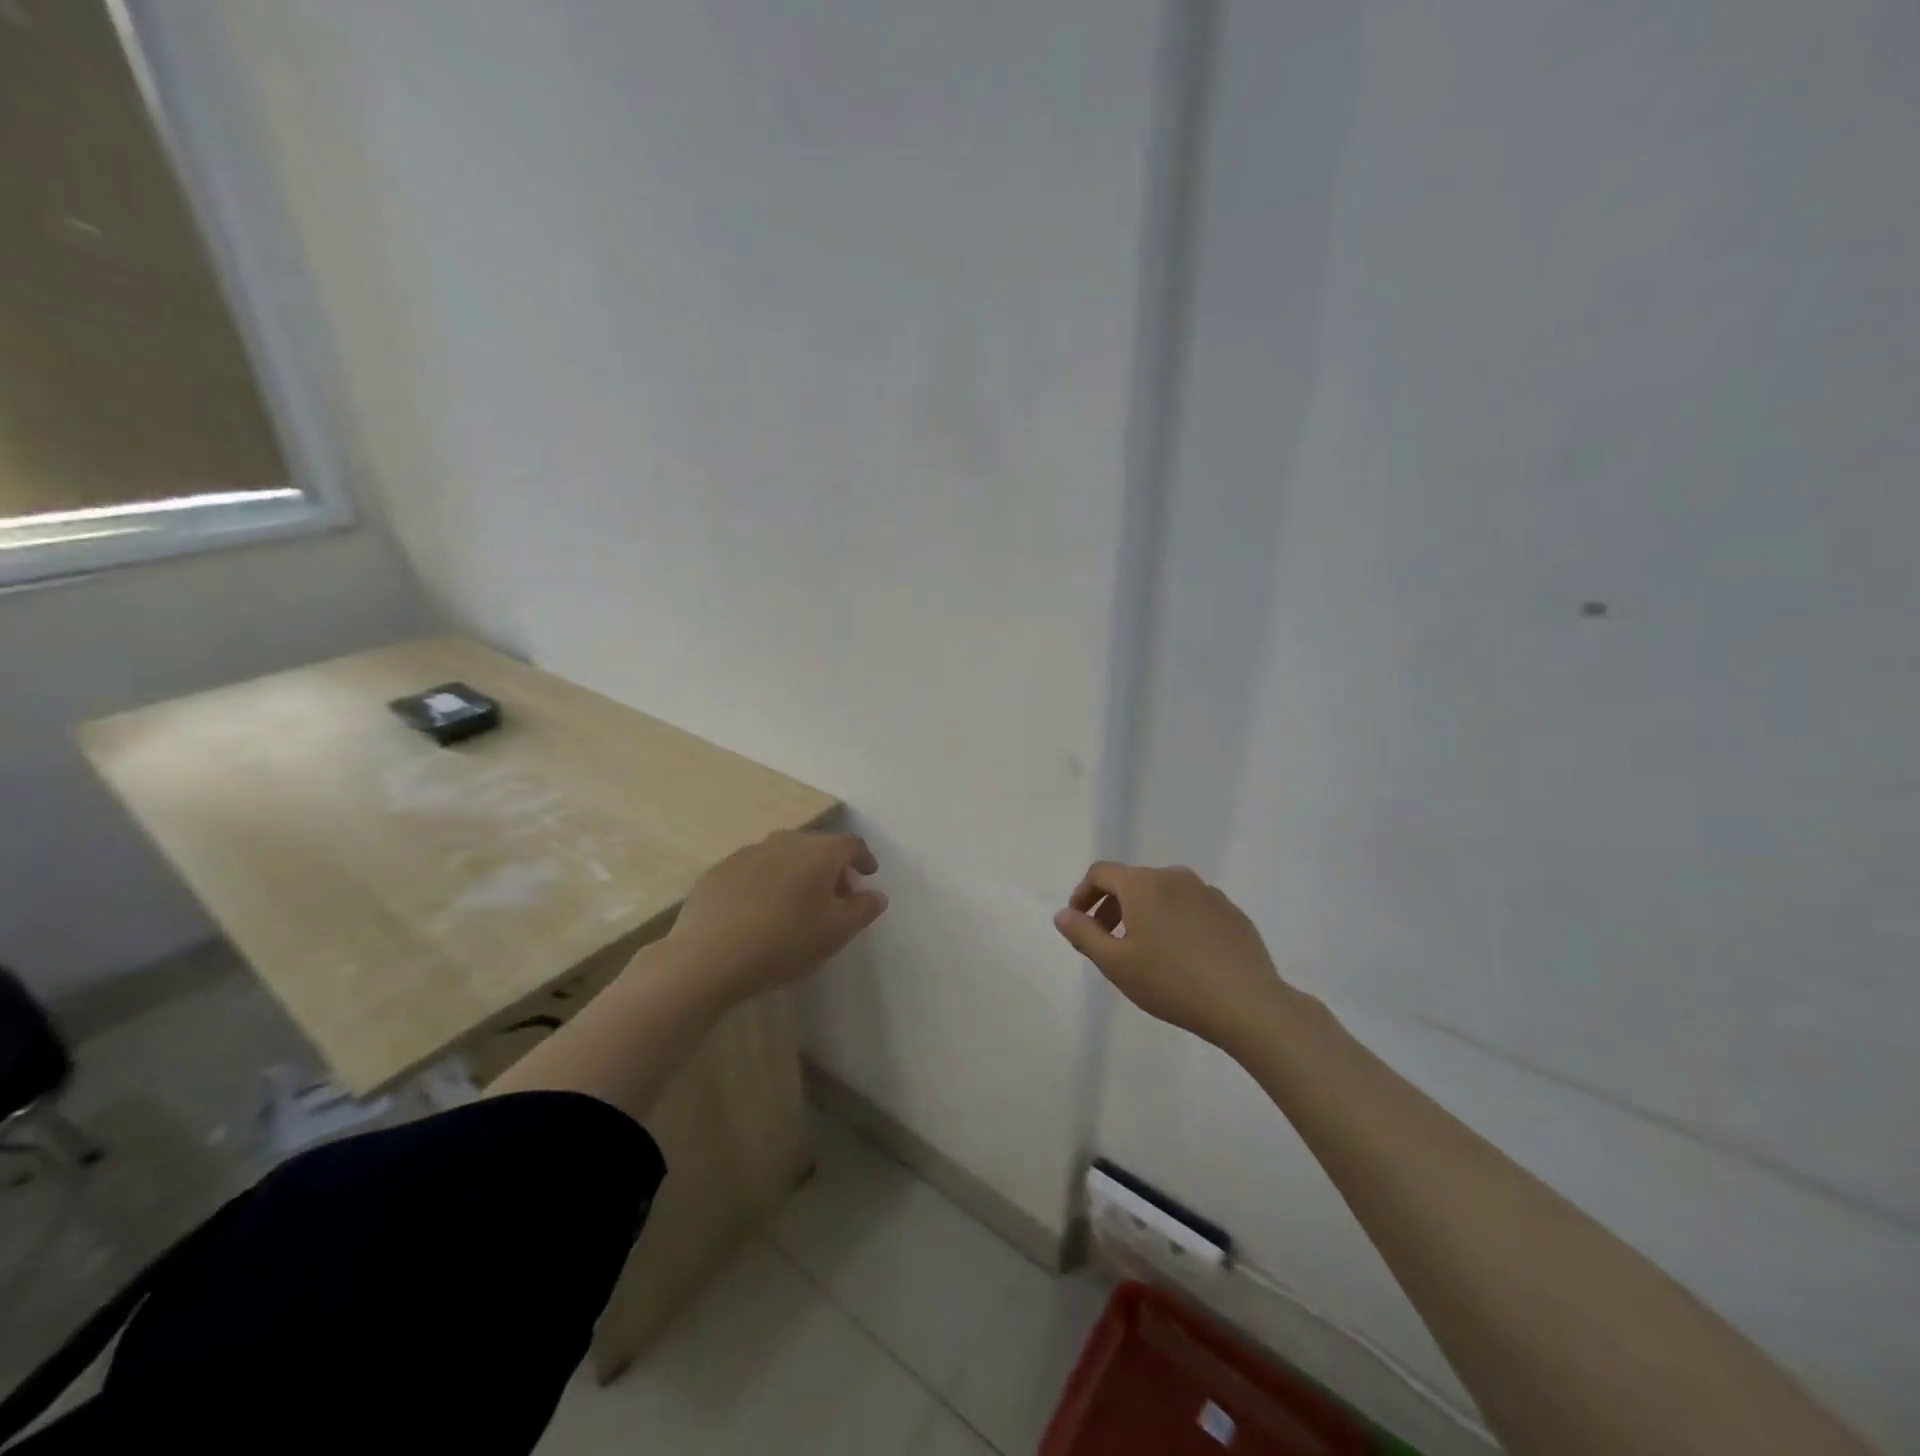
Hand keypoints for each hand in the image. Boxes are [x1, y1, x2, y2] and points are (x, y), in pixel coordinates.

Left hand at [668, 831, 887, 1001]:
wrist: (707, 959)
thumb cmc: (784, 943)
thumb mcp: (836, 933)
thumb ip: (863, 909)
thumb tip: (876, 894)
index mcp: (817, 852)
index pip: (850, 843)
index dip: (863, 858)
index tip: (868, 875)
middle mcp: (783, 842)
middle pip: (816, 847)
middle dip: (831, 868)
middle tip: (836, 897)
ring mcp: (746, 854)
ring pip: (782, 856)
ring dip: (797, 873)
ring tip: (797, 905)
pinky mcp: (718, 872)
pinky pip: (753, 870)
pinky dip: (766, 883)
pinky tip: (760, 911)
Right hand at [1054, 862, 1291, 1053]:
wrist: (1246, 1003)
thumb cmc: (1171, 982)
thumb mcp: (1115, 963)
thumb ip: (1083, 934)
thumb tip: (1063, 914)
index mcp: (1143, 884)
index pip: (1101, 873)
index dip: (1083, 894)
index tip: (1079, 923)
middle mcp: (1174, 877)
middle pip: (1132, 882)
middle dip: (1112, 907)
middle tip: (1107, 942)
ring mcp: (1207, 892)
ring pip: (1163, 894)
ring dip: (1144, 914)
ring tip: (1145, 952)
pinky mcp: (1231, 911)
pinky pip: (1191, 908)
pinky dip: (1175, 921)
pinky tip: (1182, 957)